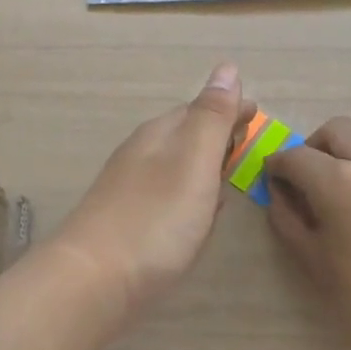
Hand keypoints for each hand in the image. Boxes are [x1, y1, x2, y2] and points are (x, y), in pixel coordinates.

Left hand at [50, 63, 256, 317]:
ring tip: (228, 170)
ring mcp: (131, 191)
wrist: (93, 282)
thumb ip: (212, 117)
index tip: (256, 112)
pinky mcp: (129, 225)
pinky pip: (169, 197)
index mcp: (159, 136)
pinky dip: (190, 194)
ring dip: (204, 164)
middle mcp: (142, 157)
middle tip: (246, 138)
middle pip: (186, 136)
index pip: (199, 109)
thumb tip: (227, 67)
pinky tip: (198, 212)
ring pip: (177, 167)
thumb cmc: (154, 218)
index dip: (230, 109)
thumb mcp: (193, 160)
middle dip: (217, 133)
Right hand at [263, 117, 350, 349]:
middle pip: (338, 130)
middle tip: (311, 177)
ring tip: (349, 189)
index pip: (296, 155)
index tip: (274, 177)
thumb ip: (286, 215)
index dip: (278, 165)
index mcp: (341, 183)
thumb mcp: (310, 259)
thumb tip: (279, 190)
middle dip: (316, 147)